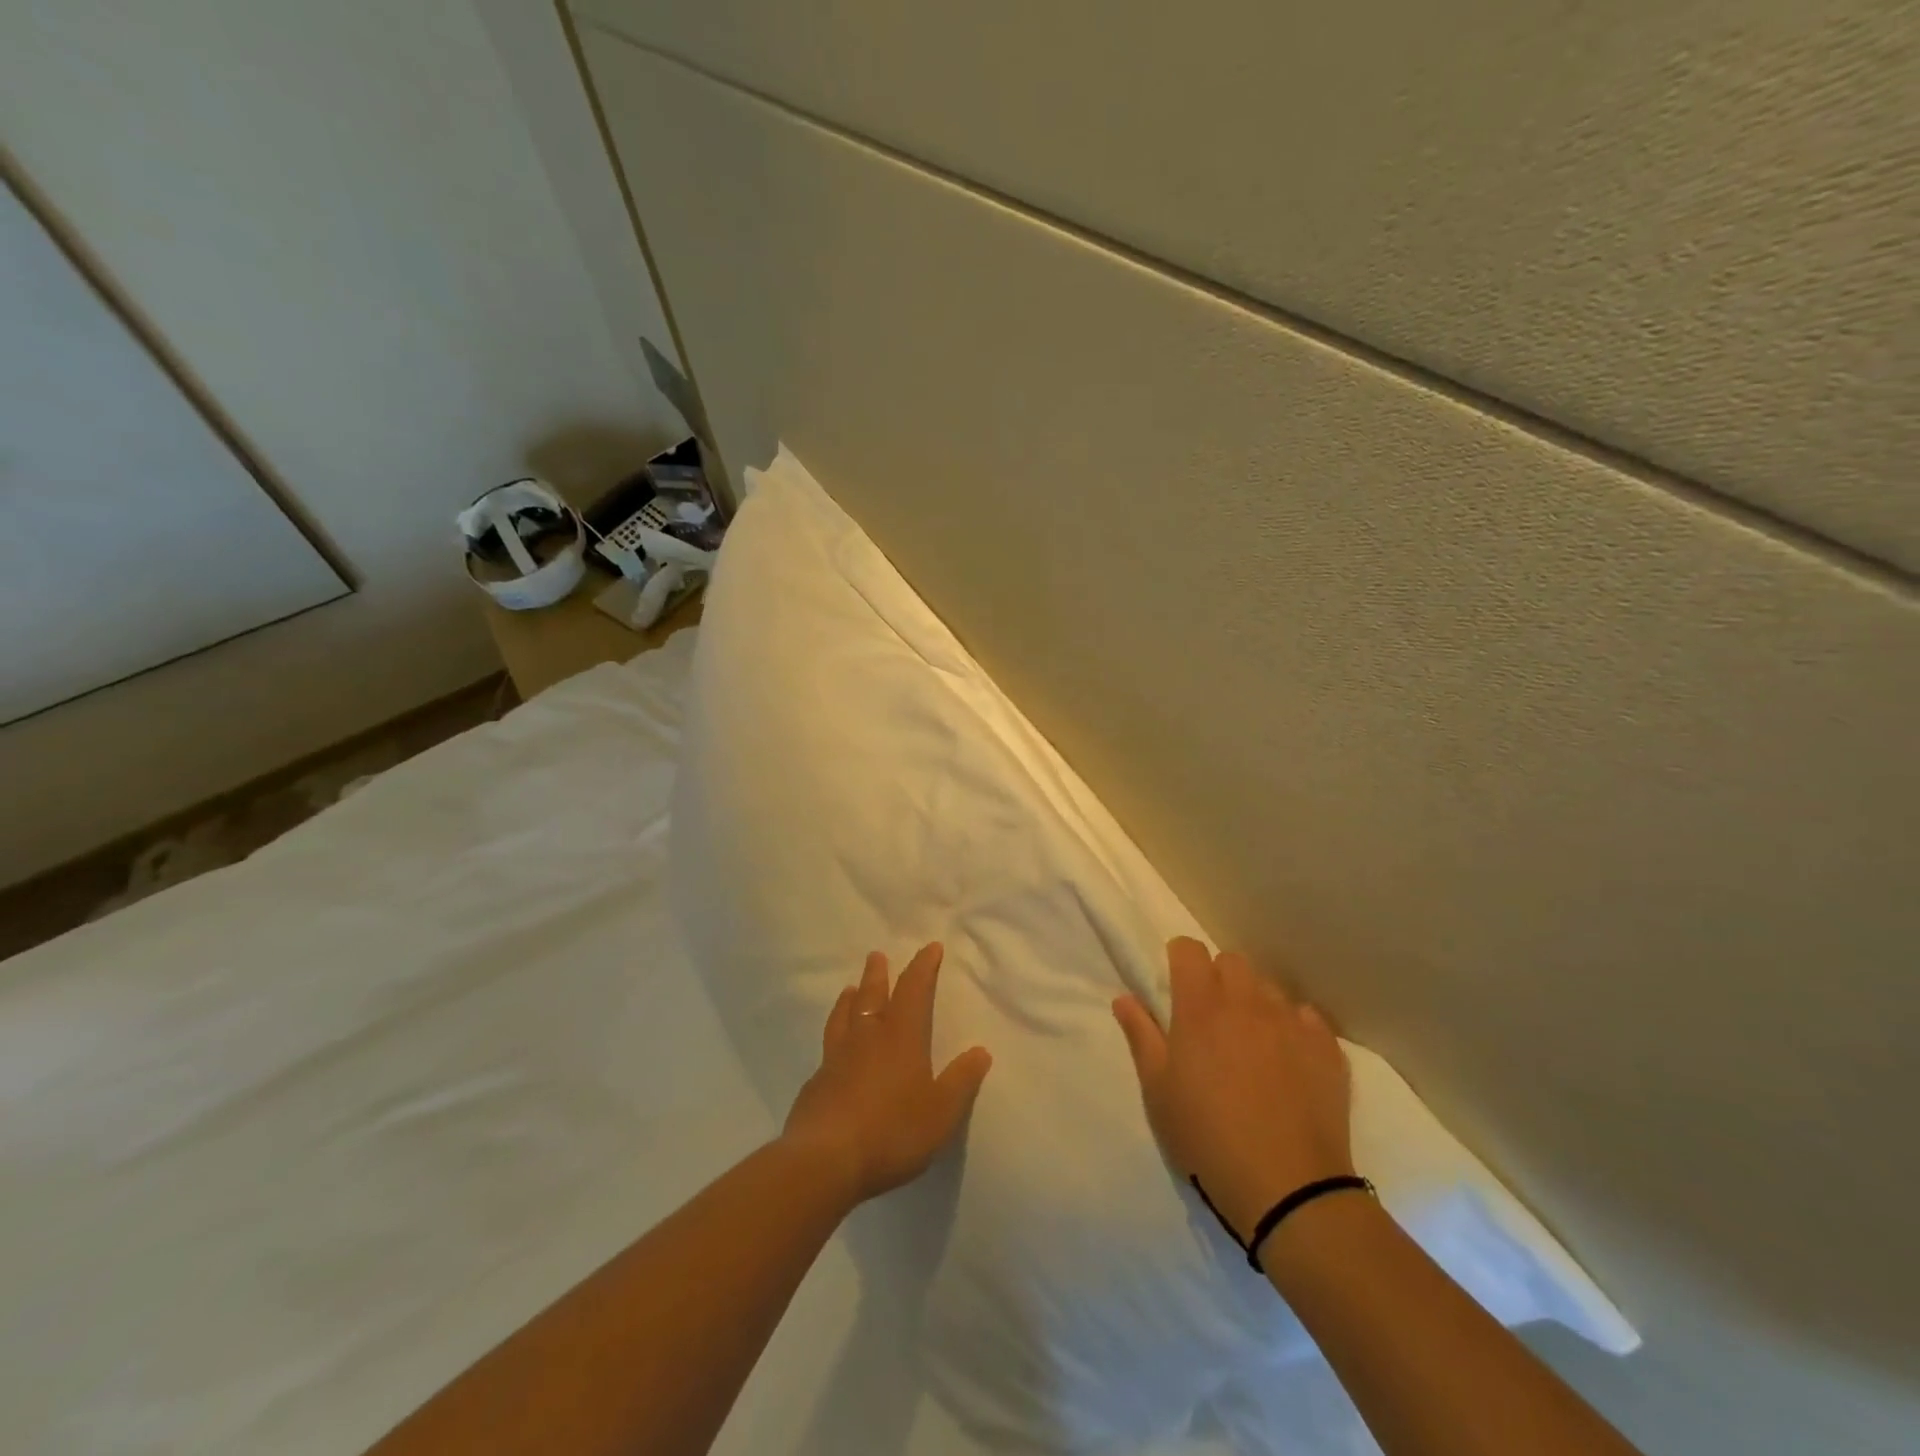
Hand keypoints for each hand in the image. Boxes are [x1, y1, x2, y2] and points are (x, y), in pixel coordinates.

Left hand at [783, 942, 993, 1205]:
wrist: (825, 1160)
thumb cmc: (892, 1131)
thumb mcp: (941, 1112)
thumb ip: (961, 1081)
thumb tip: (981, 1051)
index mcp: (901, 1037)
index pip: (914, 990)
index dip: (923, 967)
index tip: (930, 948)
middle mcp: (867, 1038)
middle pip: (872, 995)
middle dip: (878, 974)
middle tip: (876, 956)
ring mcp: (836, 1058)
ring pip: (843, 1017)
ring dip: (849, 999)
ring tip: (850, 989)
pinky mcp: (815, 1084)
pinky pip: (827, 1049)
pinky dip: (834, 1037)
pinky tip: (833, 1049)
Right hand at [1113, 937, 1352, 1239]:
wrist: (1288, 1188)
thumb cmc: (1207, 1136)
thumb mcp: (1158, 1090)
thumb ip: (1140, 1035)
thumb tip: (1124, 997)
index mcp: (1200, 1006)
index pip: (1189, 949)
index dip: (1179, 959)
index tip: (1175, 985)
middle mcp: (1247, 1001)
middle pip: (1231, 961)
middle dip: (1217, 977)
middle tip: (1210, 1018)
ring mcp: (1291, 1022)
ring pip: (1269, 988)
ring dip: (1255, 1002)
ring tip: (1251, 1042)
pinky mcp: (1327, 1048)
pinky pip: (1307, 1018)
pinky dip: (1294, 1028)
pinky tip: (1289, 1060)